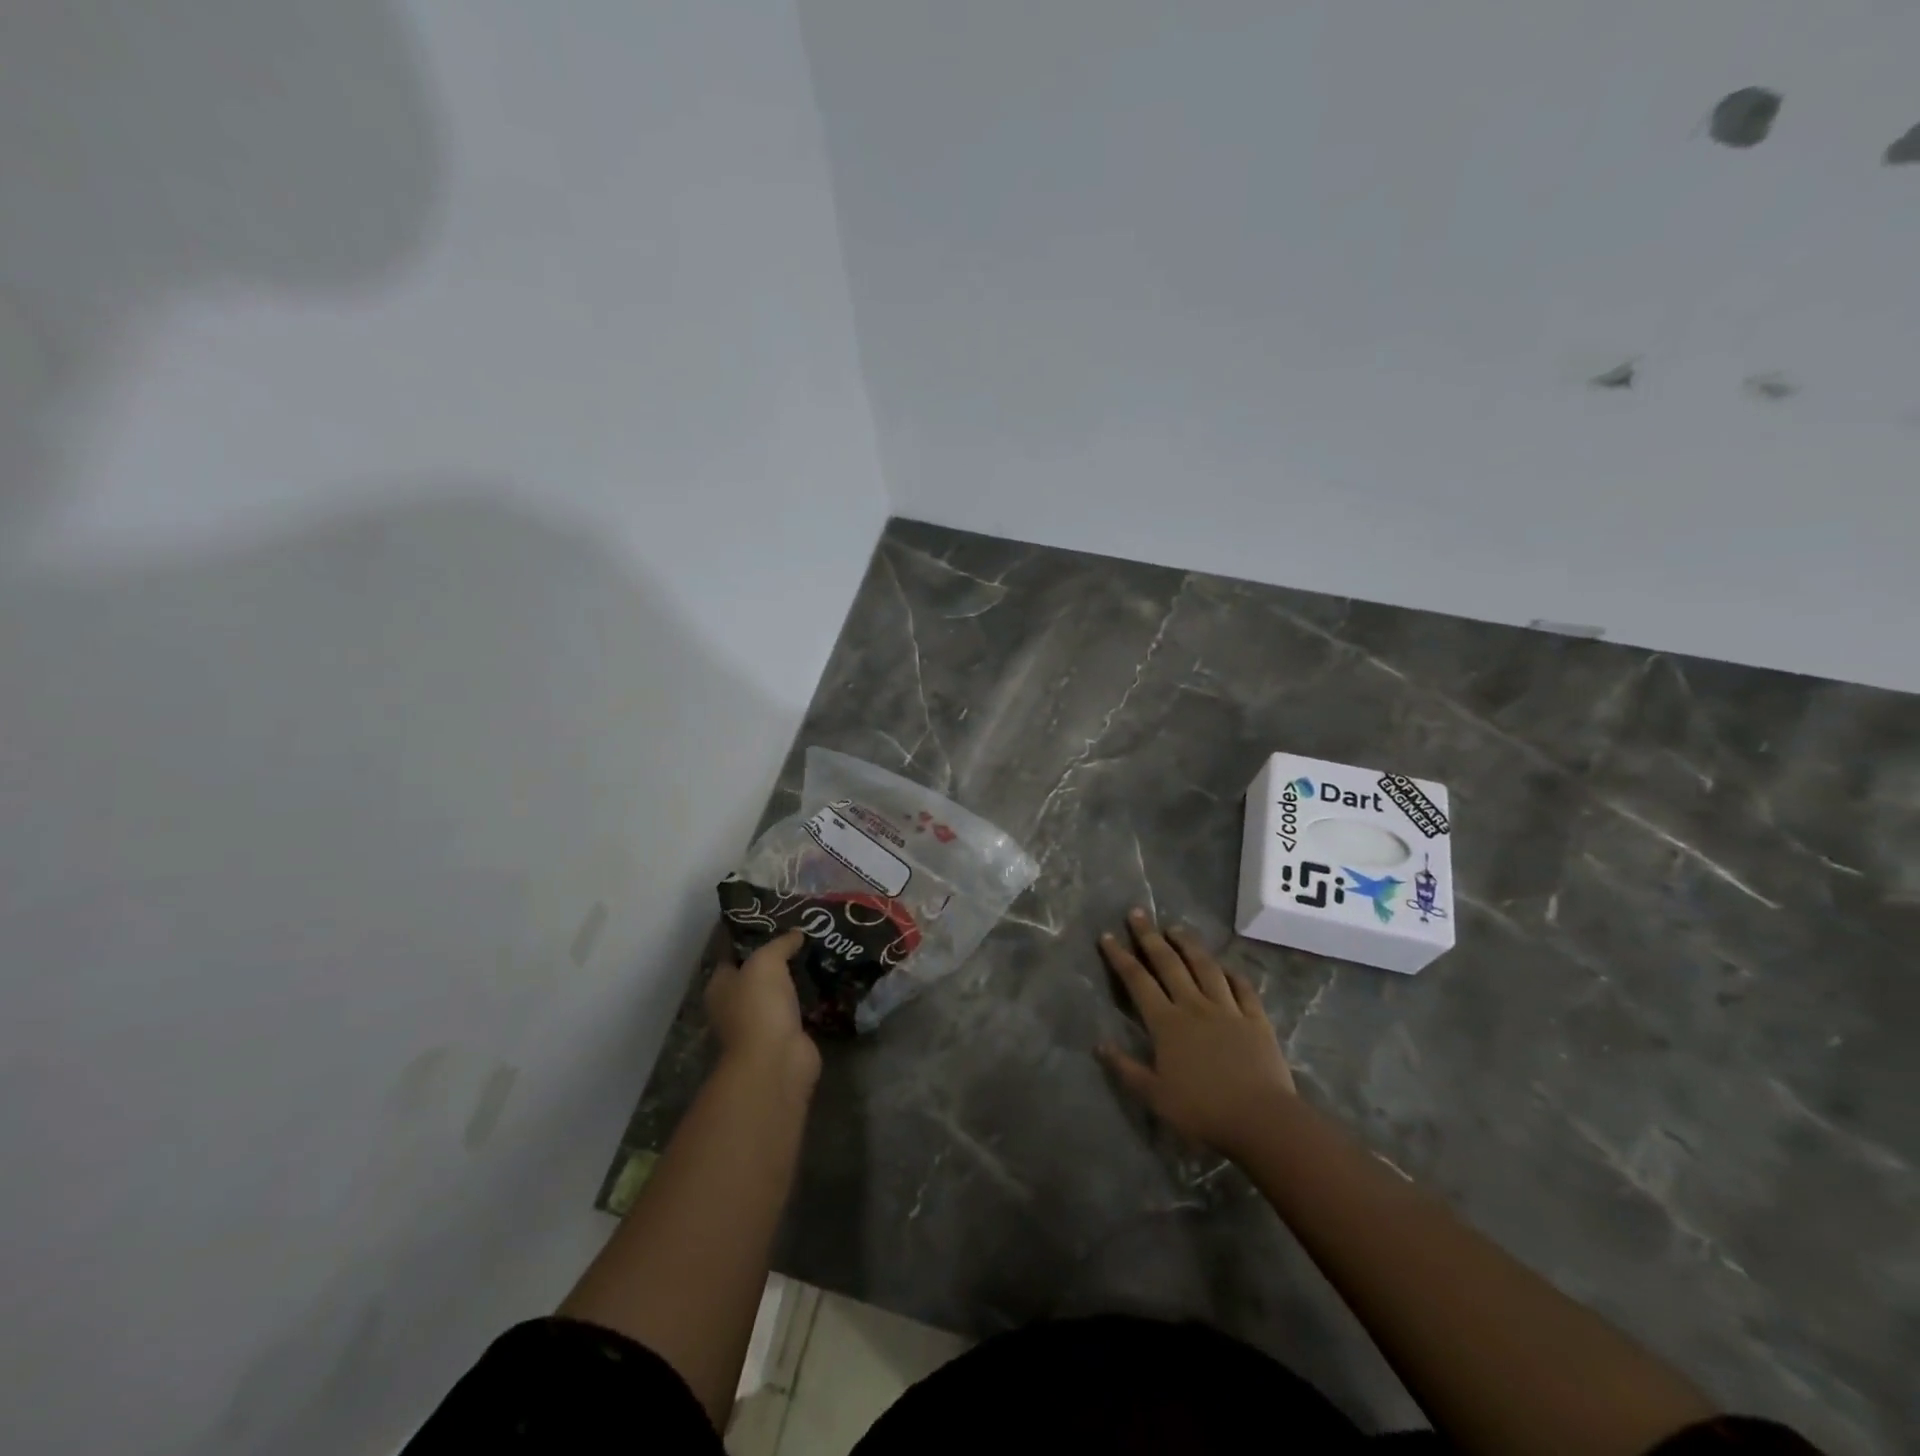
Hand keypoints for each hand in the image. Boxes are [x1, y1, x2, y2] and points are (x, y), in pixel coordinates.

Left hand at [705, 928, 818, 1086]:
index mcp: (720, 986)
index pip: (732, 953)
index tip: (775, 919)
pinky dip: (808, 997)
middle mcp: (735, 1004)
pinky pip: (797, 1008)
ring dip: (795, 977)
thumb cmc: (759, 1006)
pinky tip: (825, 979)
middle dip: (777, 955)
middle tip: (803, 933)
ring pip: (778, 991)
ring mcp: (760, 1022)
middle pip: (756, 973)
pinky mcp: (785, 1035)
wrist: (777, 1060)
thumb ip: (780, 943)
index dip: (750, 936)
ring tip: (818, 951)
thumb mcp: (766, 961)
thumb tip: (797, 933)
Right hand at [1096, 908, 1294, 1158]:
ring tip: (1176, 928)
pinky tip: (1226, 967)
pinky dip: (1232, 974)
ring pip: (1205, 967)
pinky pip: (1243, 989)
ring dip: (1189, 945)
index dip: (1120, 957)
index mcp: (1167, 1023)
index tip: (1107, 936)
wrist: (1261, 1120)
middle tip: (1137, 913)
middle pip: (1169, 964)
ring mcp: (1228, 1009)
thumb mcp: (1155, 1096)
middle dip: (1150, 937)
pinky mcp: (1256, 1019)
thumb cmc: (1203, 1110)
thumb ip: (1126, 1069)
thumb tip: (1099, 1044)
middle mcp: (1194, 1006)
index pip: (1137, 981)